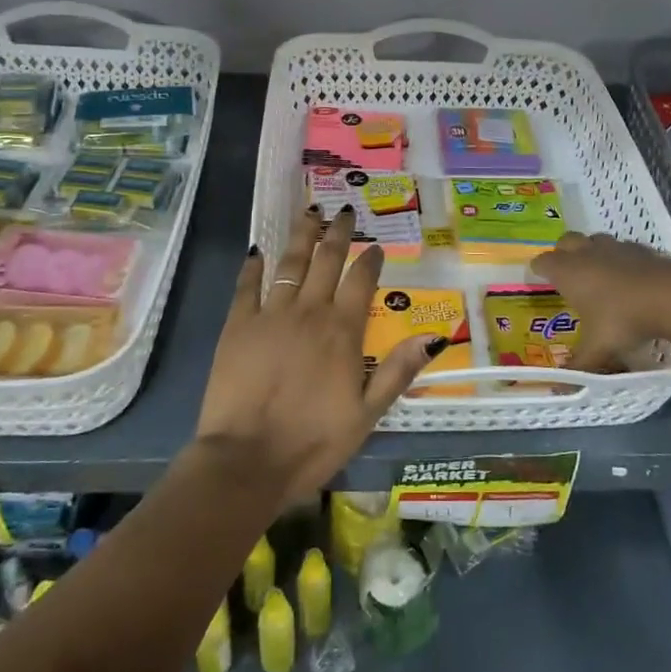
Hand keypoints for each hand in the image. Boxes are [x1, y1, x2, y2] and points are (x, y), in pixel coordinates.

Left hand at [196, 207, 444, 502]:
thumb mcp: (368, 414)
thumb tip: (433, 336)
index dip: (370, 259)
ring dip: (302, 235)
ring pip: (290, 263)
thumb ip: (398, 371)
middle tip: (343, 211)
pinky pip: (247, 285)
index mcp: (343, 331)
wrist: (247, 460)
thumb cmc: (314, 442)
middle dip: (337, 233)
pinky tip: (258, 250)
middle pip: (327, 260)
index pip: (361, 281)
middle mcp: (309, 311)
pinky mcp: (238, 325)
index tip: (375, 245)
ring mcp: (270, 314)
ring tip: (309, 212)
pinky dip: (254, 265)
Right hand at [527, 231, 670, 369]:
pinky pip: (623, 248)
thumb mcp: (598, 348)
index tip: (538, 279)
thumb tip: (560, 388)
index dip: (538, 270)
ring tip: (597, 273)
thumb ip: (579, 365)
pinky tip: (629, 277)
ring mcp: (616, 247)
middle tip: (566, 273)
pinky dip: (621, 258)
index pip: (542, 262)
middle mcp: (587, 253)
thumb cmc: (623, 319)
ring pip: (595, 240)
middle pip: (566, 241)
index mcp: (568, 272)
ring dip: (592, 251)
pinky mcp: (642, 249)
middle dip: (563, 253)